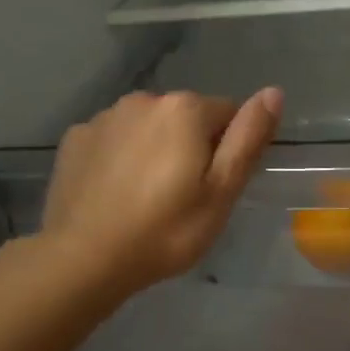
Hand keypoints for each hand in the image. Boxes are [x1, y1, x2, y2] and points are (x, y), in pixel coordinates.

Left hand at [38, 87, 281, 295]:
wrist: (84, 258)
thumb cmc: (167, 229)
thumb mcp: (222, 191)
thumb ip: (248, 138)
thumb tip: (274, 91)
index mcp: (185, 109)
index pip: (228, 114)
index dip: (228, 151)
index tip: (215, 187)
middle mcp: (144, 100)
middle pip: (186, 118)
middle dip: (191, 146)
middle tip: (185, 197)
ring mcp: (104, 118)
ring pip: (148, 127)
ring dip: (155, 149)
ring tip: (148, 197)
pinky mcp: (75, 139)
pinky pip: (114, 140)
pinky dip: (121, 158)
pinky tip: (116, 193)